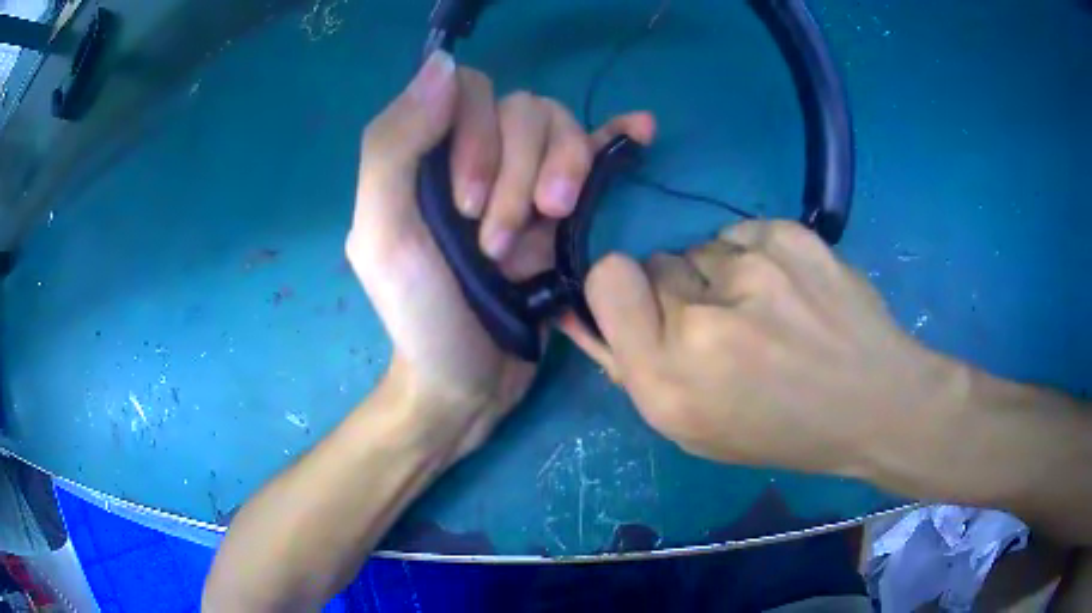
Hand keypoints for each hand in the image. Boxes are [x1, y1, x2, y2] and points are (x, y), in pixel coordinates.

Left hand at [346, 51, 655, 454]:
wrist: (467, 383)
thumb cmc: (420, 316)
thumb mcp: (384, 235)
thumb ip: (393, 147)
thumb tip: (443, 65)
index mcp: (427, 154)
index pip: (471, 92)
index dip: (478, 135)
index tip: (467, 206)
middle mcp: (477, 153)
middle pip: (524, 109)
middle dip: (520, 171)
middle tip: (501, 243)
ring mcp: (525, 179)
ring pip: (561, 128)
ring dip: (562, 170)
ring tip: (551, 223)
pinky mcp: (563, 209)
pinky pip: (595, 153)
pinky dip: (615, 135)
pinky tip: (641, 128)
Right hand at [562, 220, 956, 475]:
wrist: (875, 403)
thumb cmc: (781, 430)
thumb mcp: (693, 427)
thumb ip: (630, 366)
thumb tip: (579, 312)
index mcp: (670, 379)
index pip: (607, 279)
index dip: (621, 291)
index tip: (651, 312)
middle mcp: (705, 320)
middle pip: (655, 262)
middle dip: (677, 293)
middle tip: (723, 327)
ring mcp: (755, 269)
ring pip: (702, 248)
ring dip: (719, 277)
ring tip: (766, 312)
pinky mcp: (792, 237)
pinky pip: (742, 233)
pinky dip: (754, 257)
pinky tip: (789, 291)